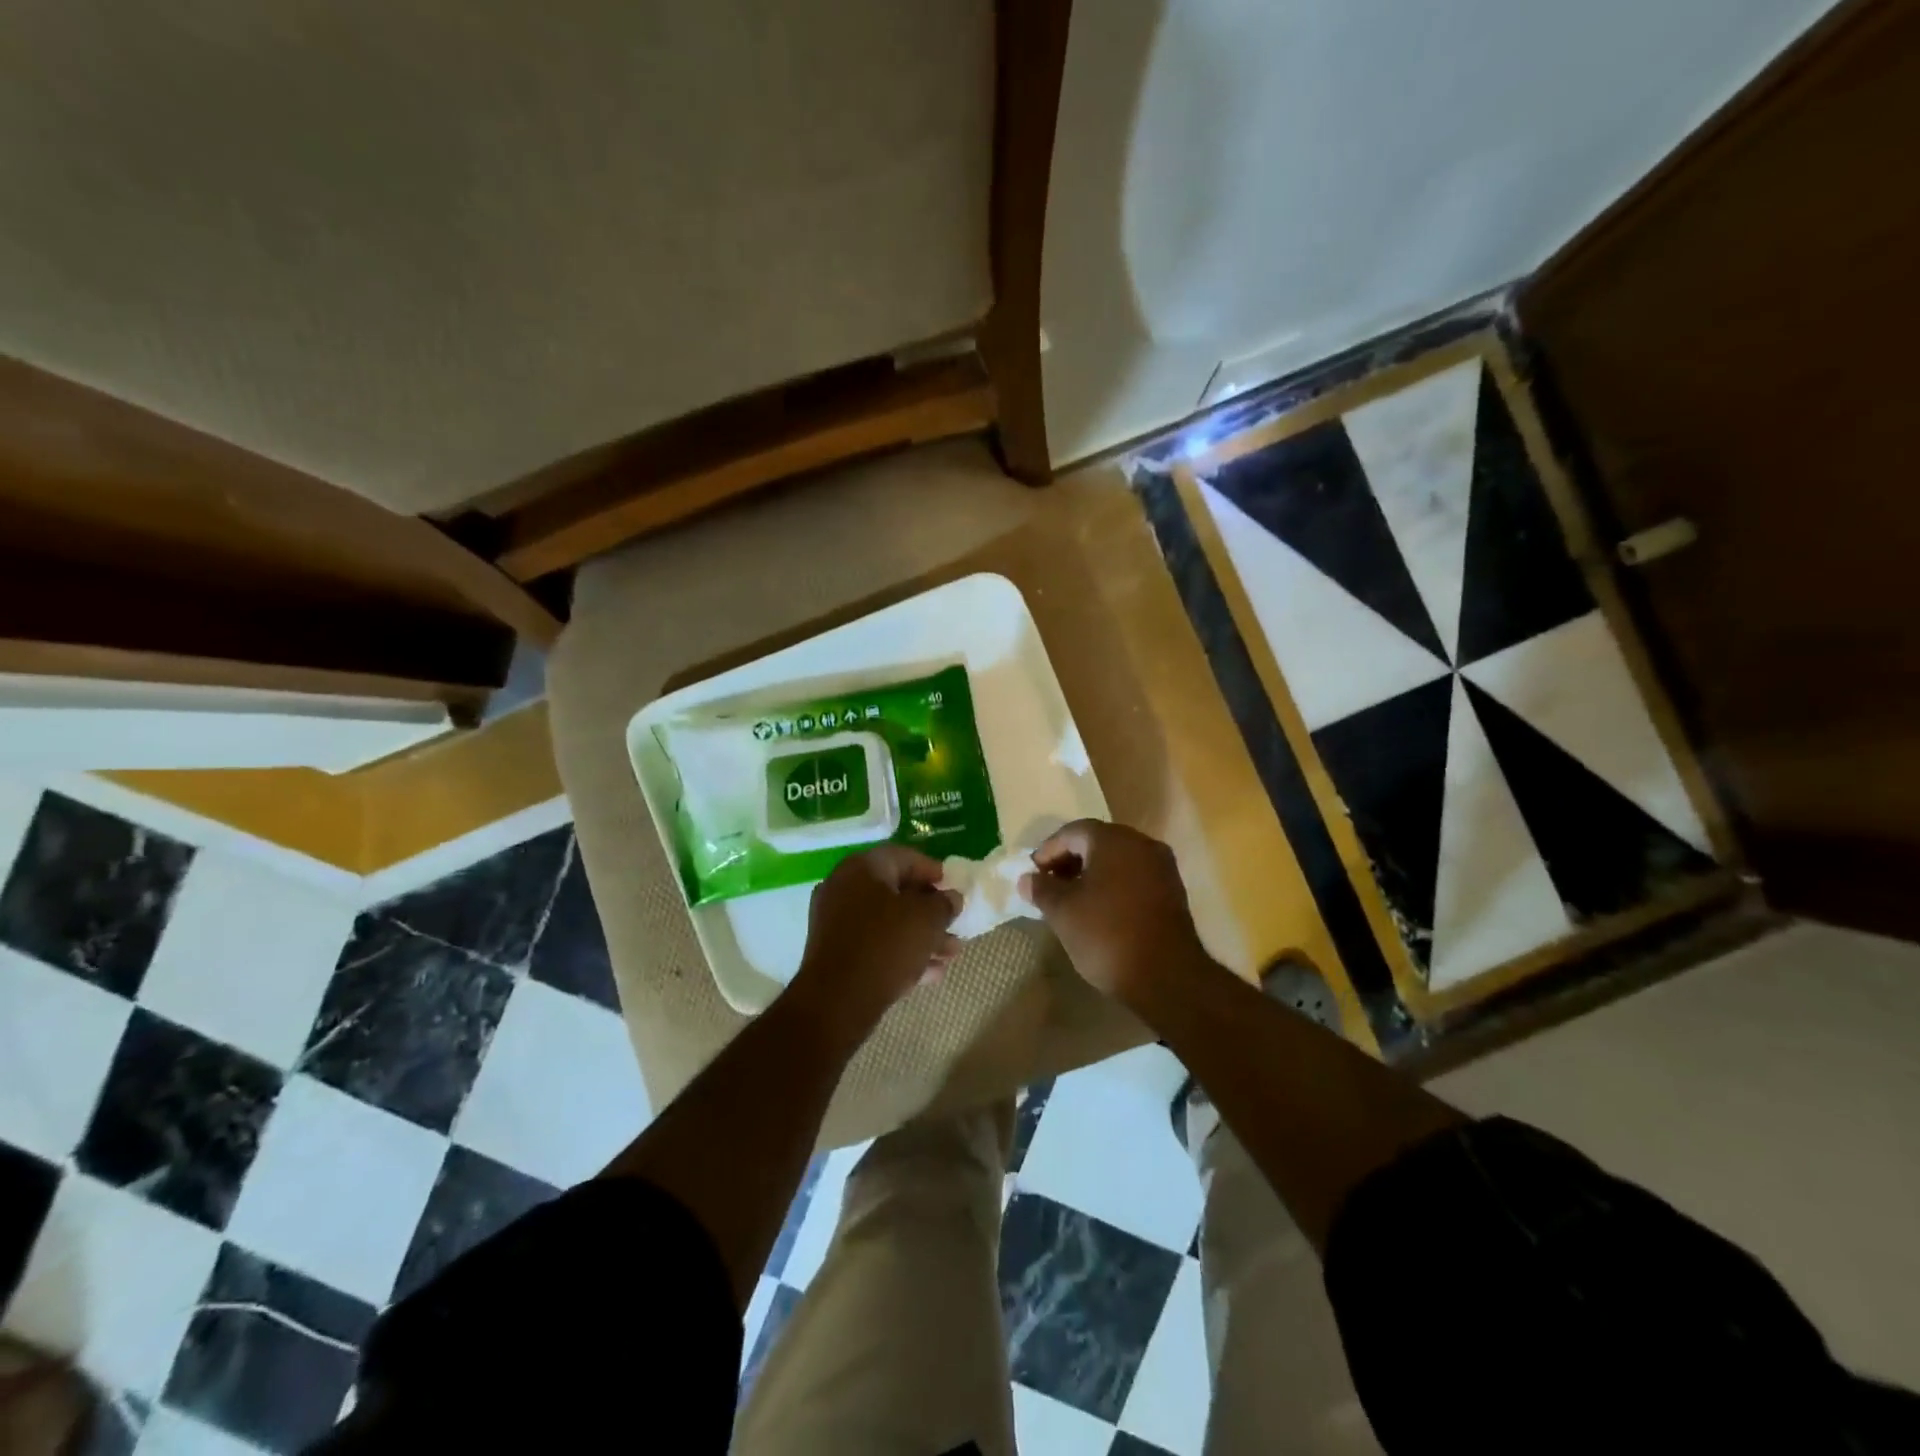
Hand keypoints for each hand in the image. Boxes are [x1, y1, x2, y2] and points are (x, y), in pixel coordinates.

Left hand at [792, 845, 960, 1033]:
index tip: (954, 888)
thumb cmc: (885, 946)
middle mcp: (844, 886)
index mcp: (863, 867)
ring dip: (920, 935)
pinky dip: (900, 952)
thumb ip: (944, 904)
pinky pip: (874, 943)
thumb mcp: (927, 921)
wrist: (836, 1002)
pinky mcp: (834, 951)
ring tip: (950, 955)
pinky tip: (929, 973)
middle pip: (896, 892)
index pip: (905, 858)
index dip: (934, 872)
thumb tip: (951, 898)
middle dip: (930, 911)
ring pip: (887, 921)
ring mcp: (835, 919)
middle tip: (955, 926)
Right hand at [1020, 820, 1207, 1006]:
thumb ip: (1042, 889)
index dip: (1048, 850)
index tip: (1032, 874)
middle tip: (1048, 885)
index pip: (1072, 832)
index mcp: (1114, 840)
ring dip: (1091, 874)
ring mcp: (1162, 868)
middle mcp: (1142, 844)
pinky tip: (1099, 910)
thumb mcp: (1063, 912)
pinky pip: (1134, 877)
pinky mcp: (1172, 892)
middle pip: (1097, 842)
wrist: (1167, 977)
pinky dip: (1113, 885)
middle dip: (1069, 860)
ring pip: (1117, 860)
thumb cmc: (1107, 935)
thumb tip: (1027, 879)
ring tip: (1070, 900)